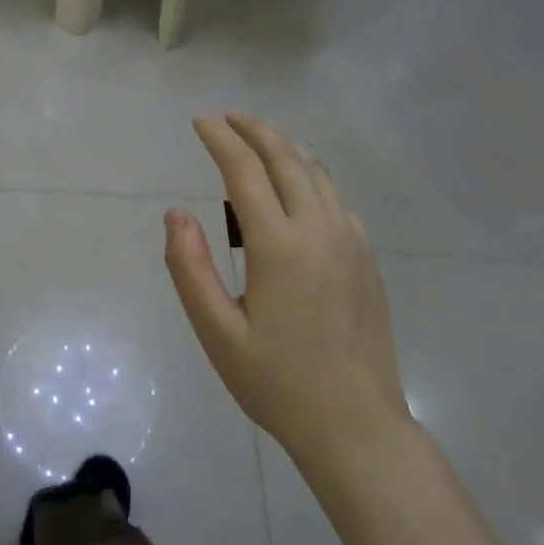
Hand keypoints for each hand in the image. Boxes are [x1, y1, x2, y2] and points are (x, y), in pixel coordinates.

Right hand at [164, 113, 407, 460]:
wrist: (357, 427)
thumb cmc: (277, 382)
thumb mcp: (217, 332)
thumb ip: (190, 268)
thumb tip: (176, 214)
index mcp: (279, 246)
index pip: (244, 171)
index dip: (220, 140)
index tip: (199, 121)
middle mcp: (319, 230)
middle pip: (287, 159)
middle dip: (254, 130)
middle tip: (227, 117)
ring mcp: (351, 242)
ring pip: (317, 173)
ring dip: (285, 147)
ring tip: (258, 138)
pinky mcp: (367, 258)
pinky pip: (336, 198)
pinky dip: (311, 174)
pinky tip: (298, 183)